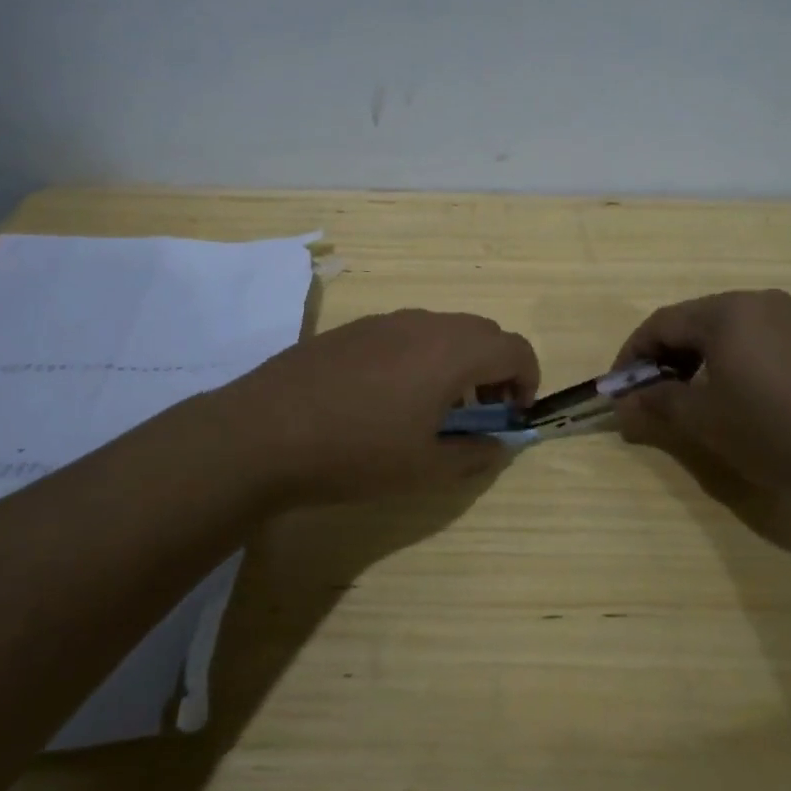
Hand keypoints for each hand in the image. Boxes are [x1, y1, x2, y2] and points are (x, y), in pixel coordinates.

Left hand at [206, 309, 539, 507]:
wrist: (263, 432)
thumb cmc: (356, 452)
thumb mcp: (424, 469)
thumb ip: (474, 455)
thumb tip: (497, 445)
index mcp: (452, 351)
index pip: (515, 348)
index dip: (528, 380)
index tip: (513, 414)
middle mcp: (424, 324)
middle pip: (482, 333)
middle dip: (496, 369)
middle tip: (481, 412)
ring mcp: (385, 321)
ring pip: (443, 330)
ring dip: (458, 361)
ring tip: (435, 407)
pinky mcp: (353, 329)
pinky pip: (407, 333)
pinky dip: (422, 356)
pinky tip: (389, 397)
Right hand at [612, 290, 790, 504]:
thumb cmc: (779, 431)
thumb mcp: (708, 422)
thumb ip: (658, 405)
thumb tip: (623, 403)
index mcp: (724, 312)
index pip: (660, 324)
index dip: (632, 357)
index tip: (618, 391)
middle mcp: (757, 301)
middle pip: (694, 322)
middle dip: (665, 358)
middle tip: (653, 398)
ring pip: (728, 331)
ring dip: (700, 361)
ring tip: (695, 402)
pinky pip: (760, 341)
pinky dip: (735, 363)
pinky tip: (743, 399)